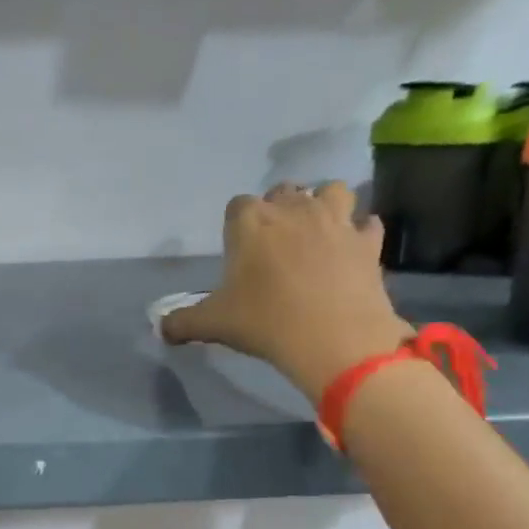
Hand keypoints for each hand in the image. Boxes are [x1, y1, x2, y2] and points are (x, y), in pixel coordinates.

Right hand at [161, 182, 411, 401]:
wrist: (333, 338)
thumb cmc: (264, 321)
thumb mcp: (212, 324)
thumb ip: (182, 322)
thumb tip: (160, 328)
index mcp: (250, 223)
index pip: (238, 205)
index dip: (237, 224)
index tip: (238, 248)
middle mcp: (293, 210)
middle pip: (284, 191)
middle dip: (279, 208)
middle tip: (274, 241)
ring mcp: (336, 221)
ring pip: (332, 190)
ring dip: (324, 204)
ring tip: (316, 231)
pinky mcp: (368, 241)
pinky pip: (367, 223)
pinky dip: (359, 232)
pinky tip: (351, 250)